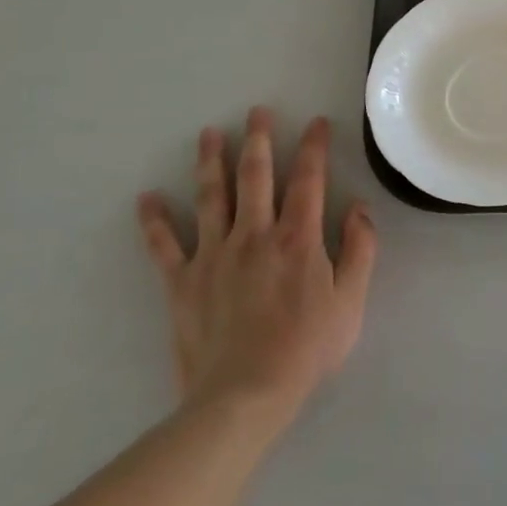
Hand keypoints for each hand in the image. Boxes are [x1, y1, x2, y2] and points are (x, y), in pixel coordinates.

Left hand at [137, 109, 376, 437]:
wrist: (246, 394)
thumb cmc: (307, 347)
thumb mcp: (351, 300)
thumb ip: (360, 250)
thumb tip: (358, 208)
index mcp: (298, 238)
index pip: (308, 180)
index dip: (313, 147)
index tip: (317, 123)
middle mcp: (255, 235)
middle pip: (255, 177)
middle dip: (259, 140)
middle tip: (257, 111)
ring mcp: (214, 255)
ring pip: (211, 198)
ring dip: (210, 162)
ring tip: (209, 133)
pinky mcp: (183, 282)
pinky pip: (164, 246)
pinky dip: (154, 221)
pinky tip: (146, 198)